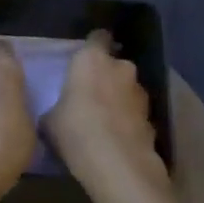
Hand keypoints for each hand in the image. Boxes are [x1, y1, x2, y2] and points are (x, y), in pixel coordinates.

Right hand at [43, 33, 162, 194]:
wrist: (118, 165)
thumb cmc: (76, 131)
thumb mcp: (50, 120)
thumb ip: (57, 107)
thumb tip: (59, 111)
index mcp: (92, 60)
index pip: (97, 38)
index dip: (93, 45)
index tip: (84, 58)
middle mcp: (121, 68)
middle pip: (114, 65)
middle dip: (106, 76)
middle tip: (91, 95)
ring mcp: (140, 93)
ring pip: (127, 89)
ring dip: (119, 99)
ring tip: (105, 121)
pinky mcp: (152, 118)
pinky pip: (135, 113)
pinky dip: (128, 121)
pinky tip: (117, 139)